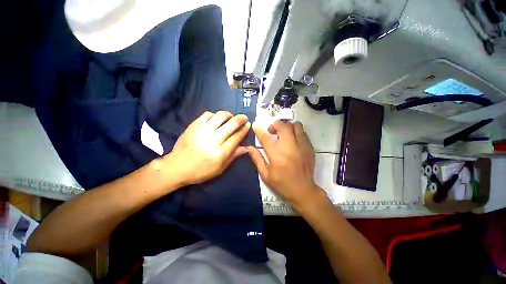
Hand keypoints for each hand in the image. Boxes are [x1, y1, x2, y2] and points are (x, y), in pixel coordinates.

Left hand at [163, 111, 250, 186]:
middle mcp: (213, 139)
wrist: (177, 167)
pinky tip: (216, 120)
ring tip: (231, 117)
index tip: (248, 124)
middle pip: (231, 124)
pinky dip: (215, 115)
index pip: (237, 137)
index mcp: (221, 152)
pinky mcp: (194, 125)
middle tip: (244, 118)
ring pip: (221, 116)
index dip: (244, 129)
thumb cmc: (201, 171)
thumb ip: (234, 156)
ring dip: (229, 114)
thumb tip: (247, 148)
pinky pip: (208, 114)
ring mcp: (203, 131)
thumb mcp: (220, 168)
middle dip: (241, 119)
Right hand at [247, 120, 322, 206]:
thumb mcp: (265, 174)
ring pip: (296, 125)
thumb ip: (257, 159)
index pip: (266, 138)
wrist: (303, 190)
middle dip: (275, 124)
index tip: (255, 125)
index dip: (259, 130)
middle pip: (283, 126)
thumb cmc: (282, 184)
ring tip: (283, 132)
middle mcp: (290, 148)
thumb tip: (248, 147)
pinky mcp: (309, 147)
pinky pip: (303, 132)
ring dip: (287, 126)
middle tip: (272, 130)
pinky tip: (292, 139)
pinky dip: (296, 132)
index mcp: (276, 156)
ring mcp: (302, 146)